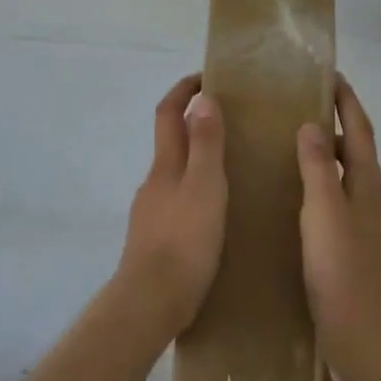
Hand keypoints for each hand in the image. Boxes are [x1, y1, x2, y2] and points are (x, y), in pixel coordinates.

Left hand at [115, 74, 227, 338]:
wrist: (149, 304)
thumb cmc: (184, 241)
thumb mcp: (205, 187)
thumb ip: (206, 144)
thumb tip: (203, 99)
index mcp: (166, 165)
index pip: (168, 113)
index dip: (183, 90)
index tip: (205, 76)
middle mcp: (154, 182)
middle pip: (171, 142)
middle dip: (194, 125)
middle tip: (231, 124)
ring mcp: (151, 213)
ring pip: (175, 175)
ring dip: (197, 162)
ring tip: (231, 170)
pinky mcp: (155, 241)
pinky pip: (177, 203)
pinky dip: (195, 194)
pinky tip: (215, 214)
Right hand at [298, 77, 380, 366]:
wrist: (362, 340)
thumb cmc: (342, 270)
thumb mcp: (325, 212)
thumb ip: (319, 168)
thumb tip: (312, 125)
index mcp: (367, 187)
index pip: (361, 131)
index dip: (348, 102)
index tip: (332, 76)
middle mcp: (369, 201)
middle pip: (357, 152)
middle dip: (337, 124)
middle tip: (301, 107)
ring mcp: (362, 228)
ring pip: (345, 178)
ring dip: (327, 156)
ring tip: (291, 146)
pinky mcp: (349, 250)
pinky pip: (334, 202)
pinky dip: (319, 186)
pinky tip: (293, 199)